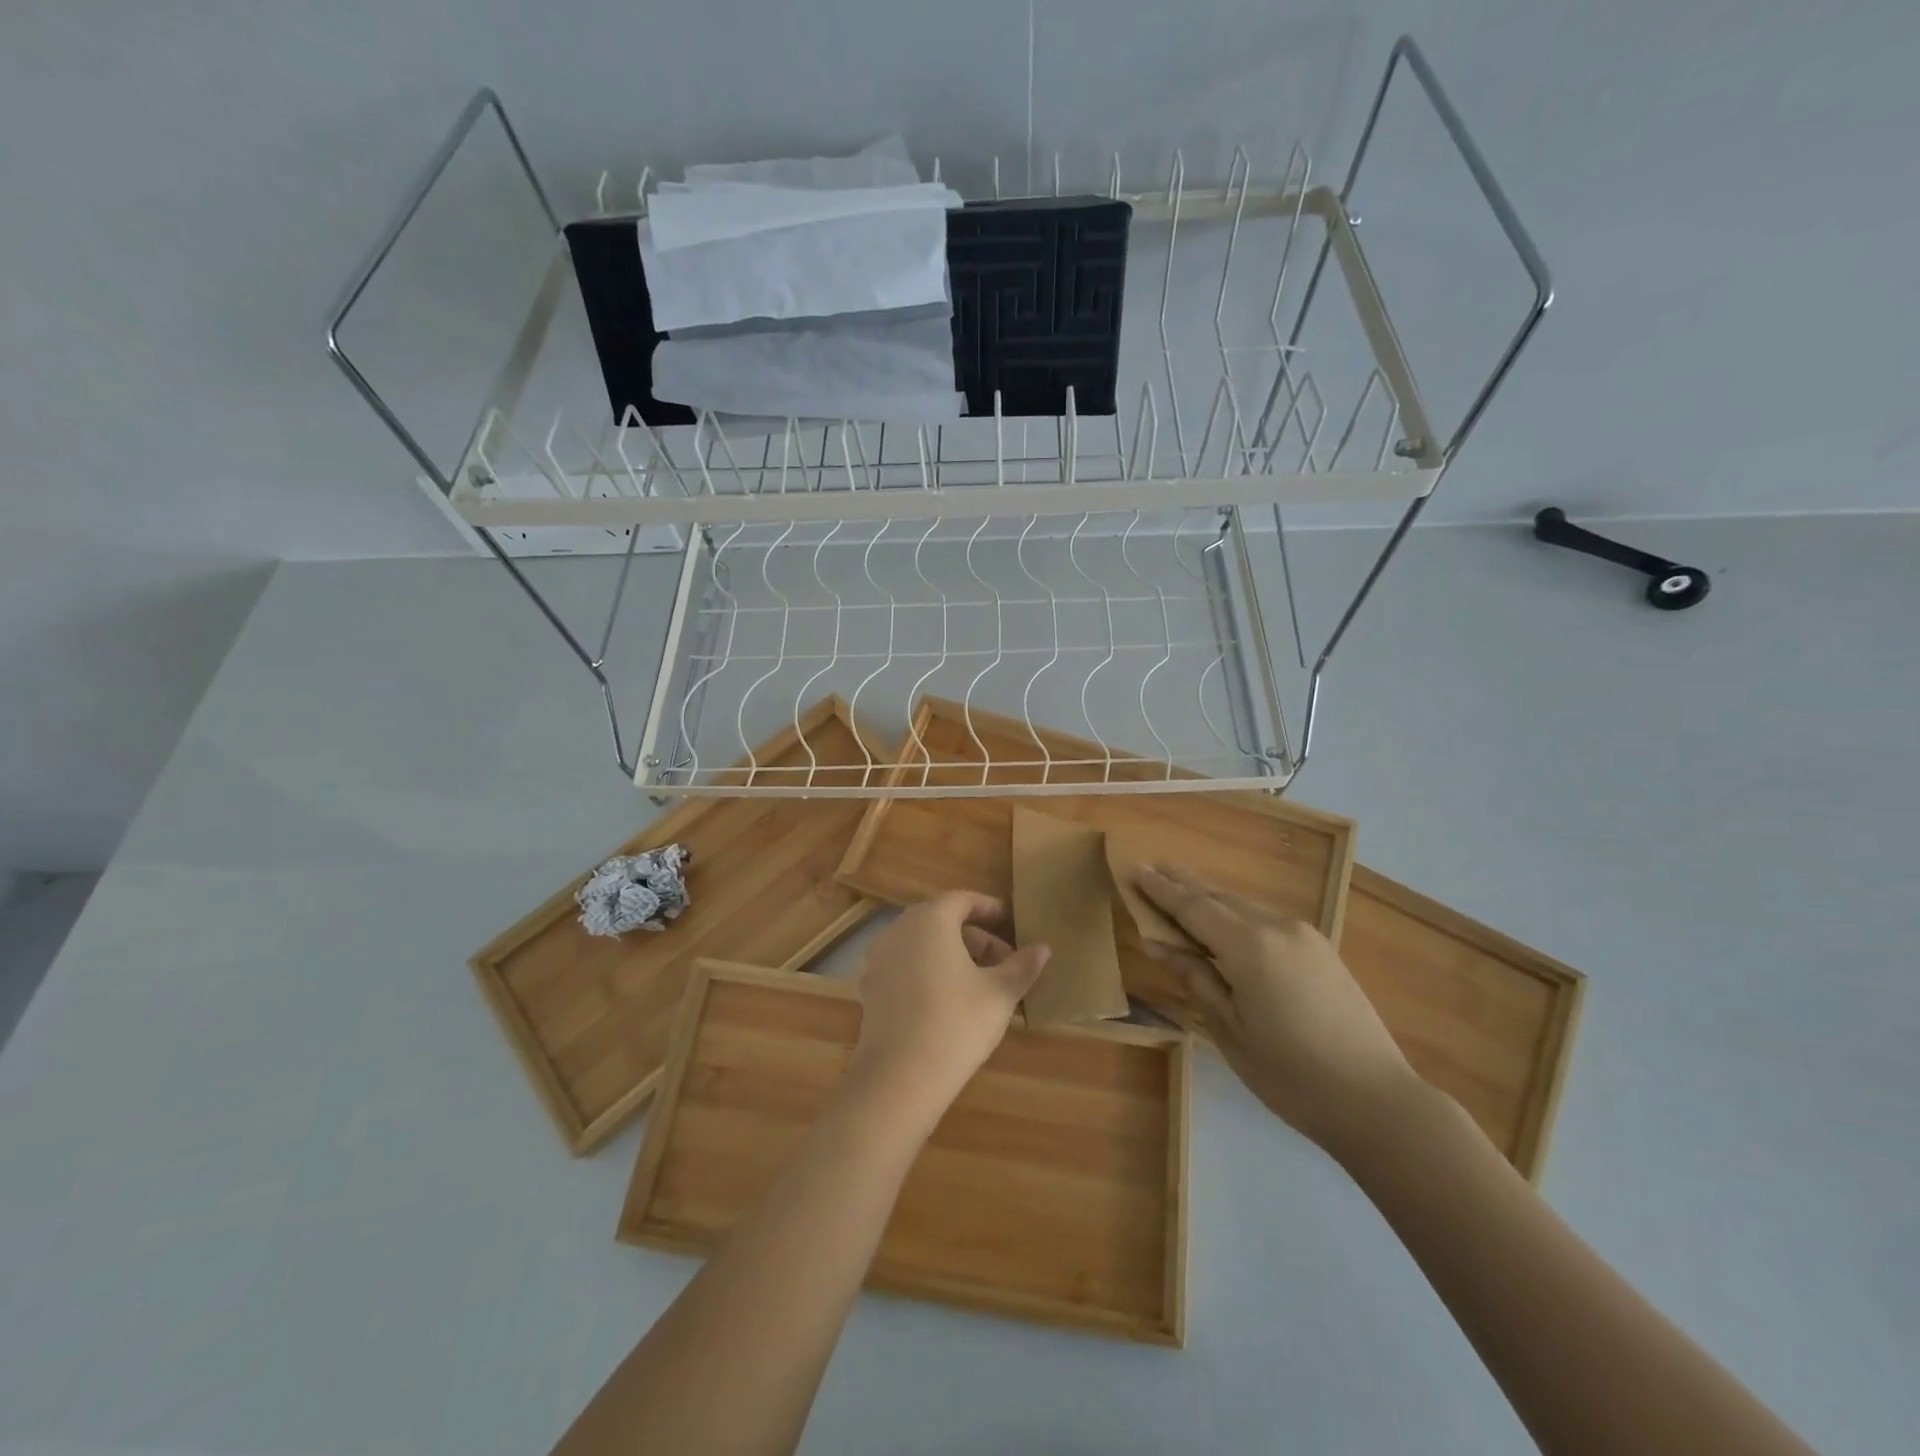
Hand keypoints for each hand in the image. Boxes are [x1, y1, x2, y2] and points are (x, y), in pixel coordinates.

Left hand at [847, 892, 1050, 1118]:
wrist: (900, 1077)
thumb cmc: (957, 1024)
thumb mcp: (999, 994)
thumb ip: (1022, 966)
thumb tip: (1043, 948)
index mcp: (931, 919)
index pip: (962, 900)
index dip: (988, 908)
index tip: (1010, 921)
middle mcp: (899, 928)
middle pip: (940, 920)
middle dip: (973, 936)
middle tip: (1001, 960)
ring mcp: (878, 957)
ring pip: (921, 943)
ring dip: (949, 953)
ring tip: (977, 982)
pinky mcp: (869, 986)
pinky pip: (904, 965)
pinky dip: (926, 971)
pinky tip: (945, 999)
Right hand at [1136, 865, 1421, 1153]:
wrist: (1377, 1101)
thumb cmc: (1290, 1075)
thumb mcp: (1229, 1030)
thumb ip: (1194, 978)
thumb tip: (1157, 942)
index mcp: (1249, 947)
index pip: (1193, 908)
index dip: (1161, 891)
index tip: (1135, 870)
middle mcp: (1277, 927)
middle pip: (1220, 897)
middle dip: (1184, 884)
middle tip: (1153, 868)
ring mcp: (1304, 935)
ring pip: (1245, 905)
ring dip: (1211, 897)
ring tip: (1182, 888)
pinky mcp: (1321, 949)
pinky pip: (1266, 918)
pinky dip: (1237, 913)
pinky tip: (1226, 920)